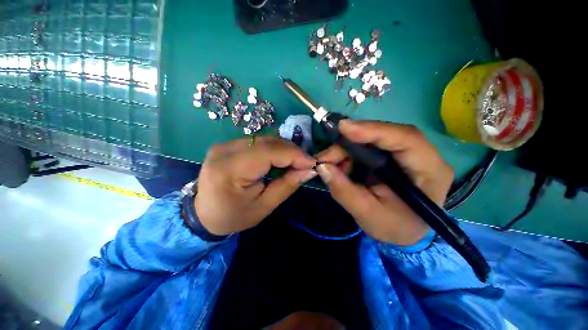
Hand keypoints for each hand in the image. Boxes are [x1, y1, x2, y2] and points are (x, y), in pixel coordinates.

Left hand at [195, 136, 316, 235]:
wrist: (204, 214)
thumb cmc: (233, 216)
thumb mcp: (264, 207)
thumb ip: (287, 185)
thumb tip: (309, 170)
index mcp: (230, 170)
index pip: (269, 152)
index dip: (294, 155)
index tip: (312, 163)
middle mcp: (224, 150)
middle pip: (267, 142)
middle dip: (291, 151)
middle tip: (305, 164)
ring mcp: (225, 144)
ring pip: (264, 139)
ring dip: (284, 149)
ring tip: (295, 162)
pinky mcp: (228, 144)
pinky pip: (258, 141)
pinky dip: (273, 149)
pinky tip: (280, 159)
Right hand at [315, 120, 453, 244]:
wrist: (403, 231)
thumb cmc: (393, 227)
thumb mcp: (367, 215)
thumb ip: (344, 192)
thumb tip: (323, 167)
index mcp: (430, 172)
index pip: (406, 139)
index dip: (373, 130)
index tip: (343, 128)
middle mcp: (422, 155)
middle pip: (385, 135)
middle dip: (350, 143)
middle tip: (325, 157)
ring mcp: (405, 152)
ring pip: (372, 139)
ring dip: (346, 149)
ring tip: (329, 165)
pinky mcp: (391, 154)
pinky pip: (366, 146)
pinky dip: (349, 154)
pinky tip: (340, 166)